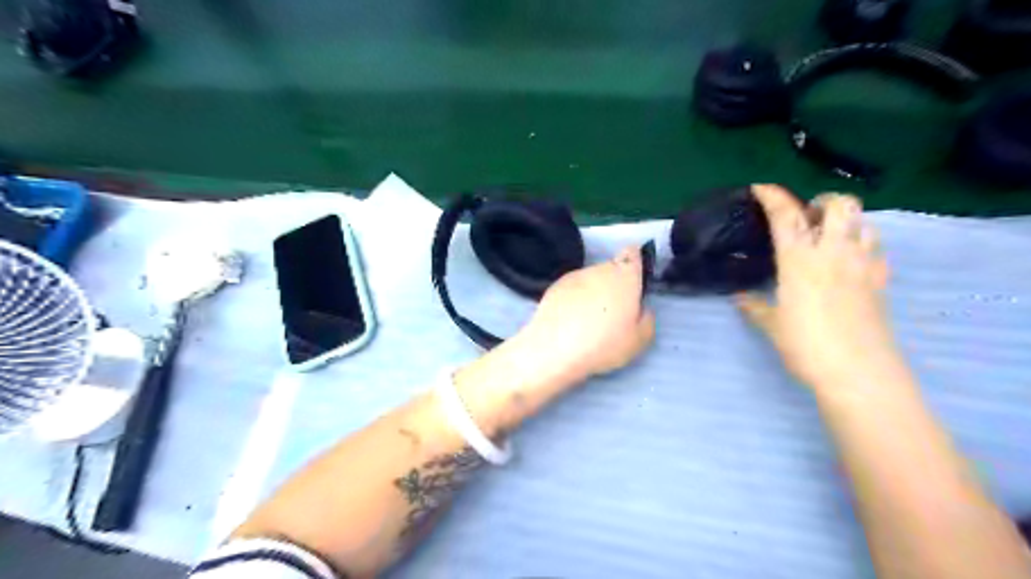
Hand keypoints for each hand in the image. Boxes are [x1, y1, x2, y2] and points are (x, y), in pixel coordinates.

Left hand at [521, 244, 654, 379]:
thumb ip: (647, 319)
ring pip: (591, 279)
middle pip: (611, 269)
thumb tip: (641, 309)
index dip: (634, 263)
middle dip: (614, 285)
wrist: (555, 349)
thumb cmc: (604, 343)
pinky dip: (575, 298)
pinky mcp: (555, 285)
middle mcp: (600, 269)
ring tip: (588, 320)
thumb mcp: (639, 340)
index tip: (633, 282)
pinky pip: (573, 288)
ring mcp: (575, 275)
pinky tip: (571, 320)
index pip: (632, 253)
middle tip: (613, 313)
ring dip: (593, 292)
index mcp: (625, 277)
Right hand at [738, 187, 903, 395]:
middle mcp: (834, 253)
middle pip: (839, 205)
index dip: (772, 196)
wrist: (858, 372)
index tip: (760, 188)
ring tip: (829, 237)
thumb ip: (755, 305)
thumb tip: (740, 297)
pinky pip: (877, 249)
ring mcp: (863, 265)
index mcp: (800, 259)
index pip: (786, 215)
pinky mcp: (881, 281)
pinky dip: (863, 245)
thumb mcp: (771, 325)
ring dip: (846, 221)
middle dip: (822, 201)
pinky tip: (850, 261)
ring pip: (864, 222)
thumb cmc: (806, 345)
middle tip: (806, 218)